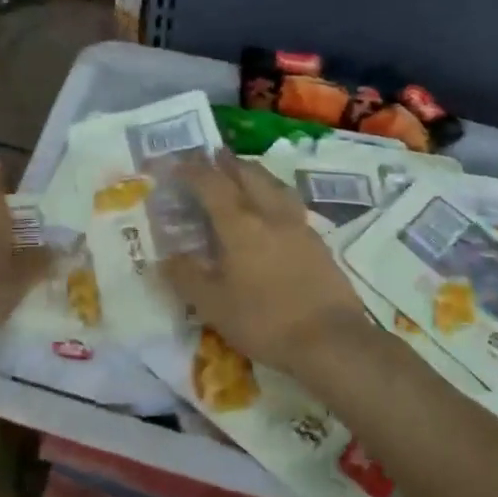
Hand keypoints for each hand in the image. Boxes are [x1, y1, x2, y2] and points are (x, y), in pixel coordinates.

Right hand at [161, 153, 372, 376]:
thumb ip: (187, 277)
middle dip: (228, 163)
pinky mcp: (318, 242)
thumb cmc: (264, 320)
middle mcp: (270, 214)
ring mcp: (299, 226)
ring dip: (255, 173)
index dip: (192, 171)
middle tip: (214, 155)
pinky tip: (274, 211)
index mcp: (240, 224)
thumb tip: (166, 257)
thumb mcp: (213, 305)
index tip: (176, 164)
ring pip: (274, 185)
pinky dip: (275, 195)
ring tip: (245, 173)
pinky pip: (290, 204)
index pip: (212, 185)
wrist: (331, 340)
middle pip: (248, 175)